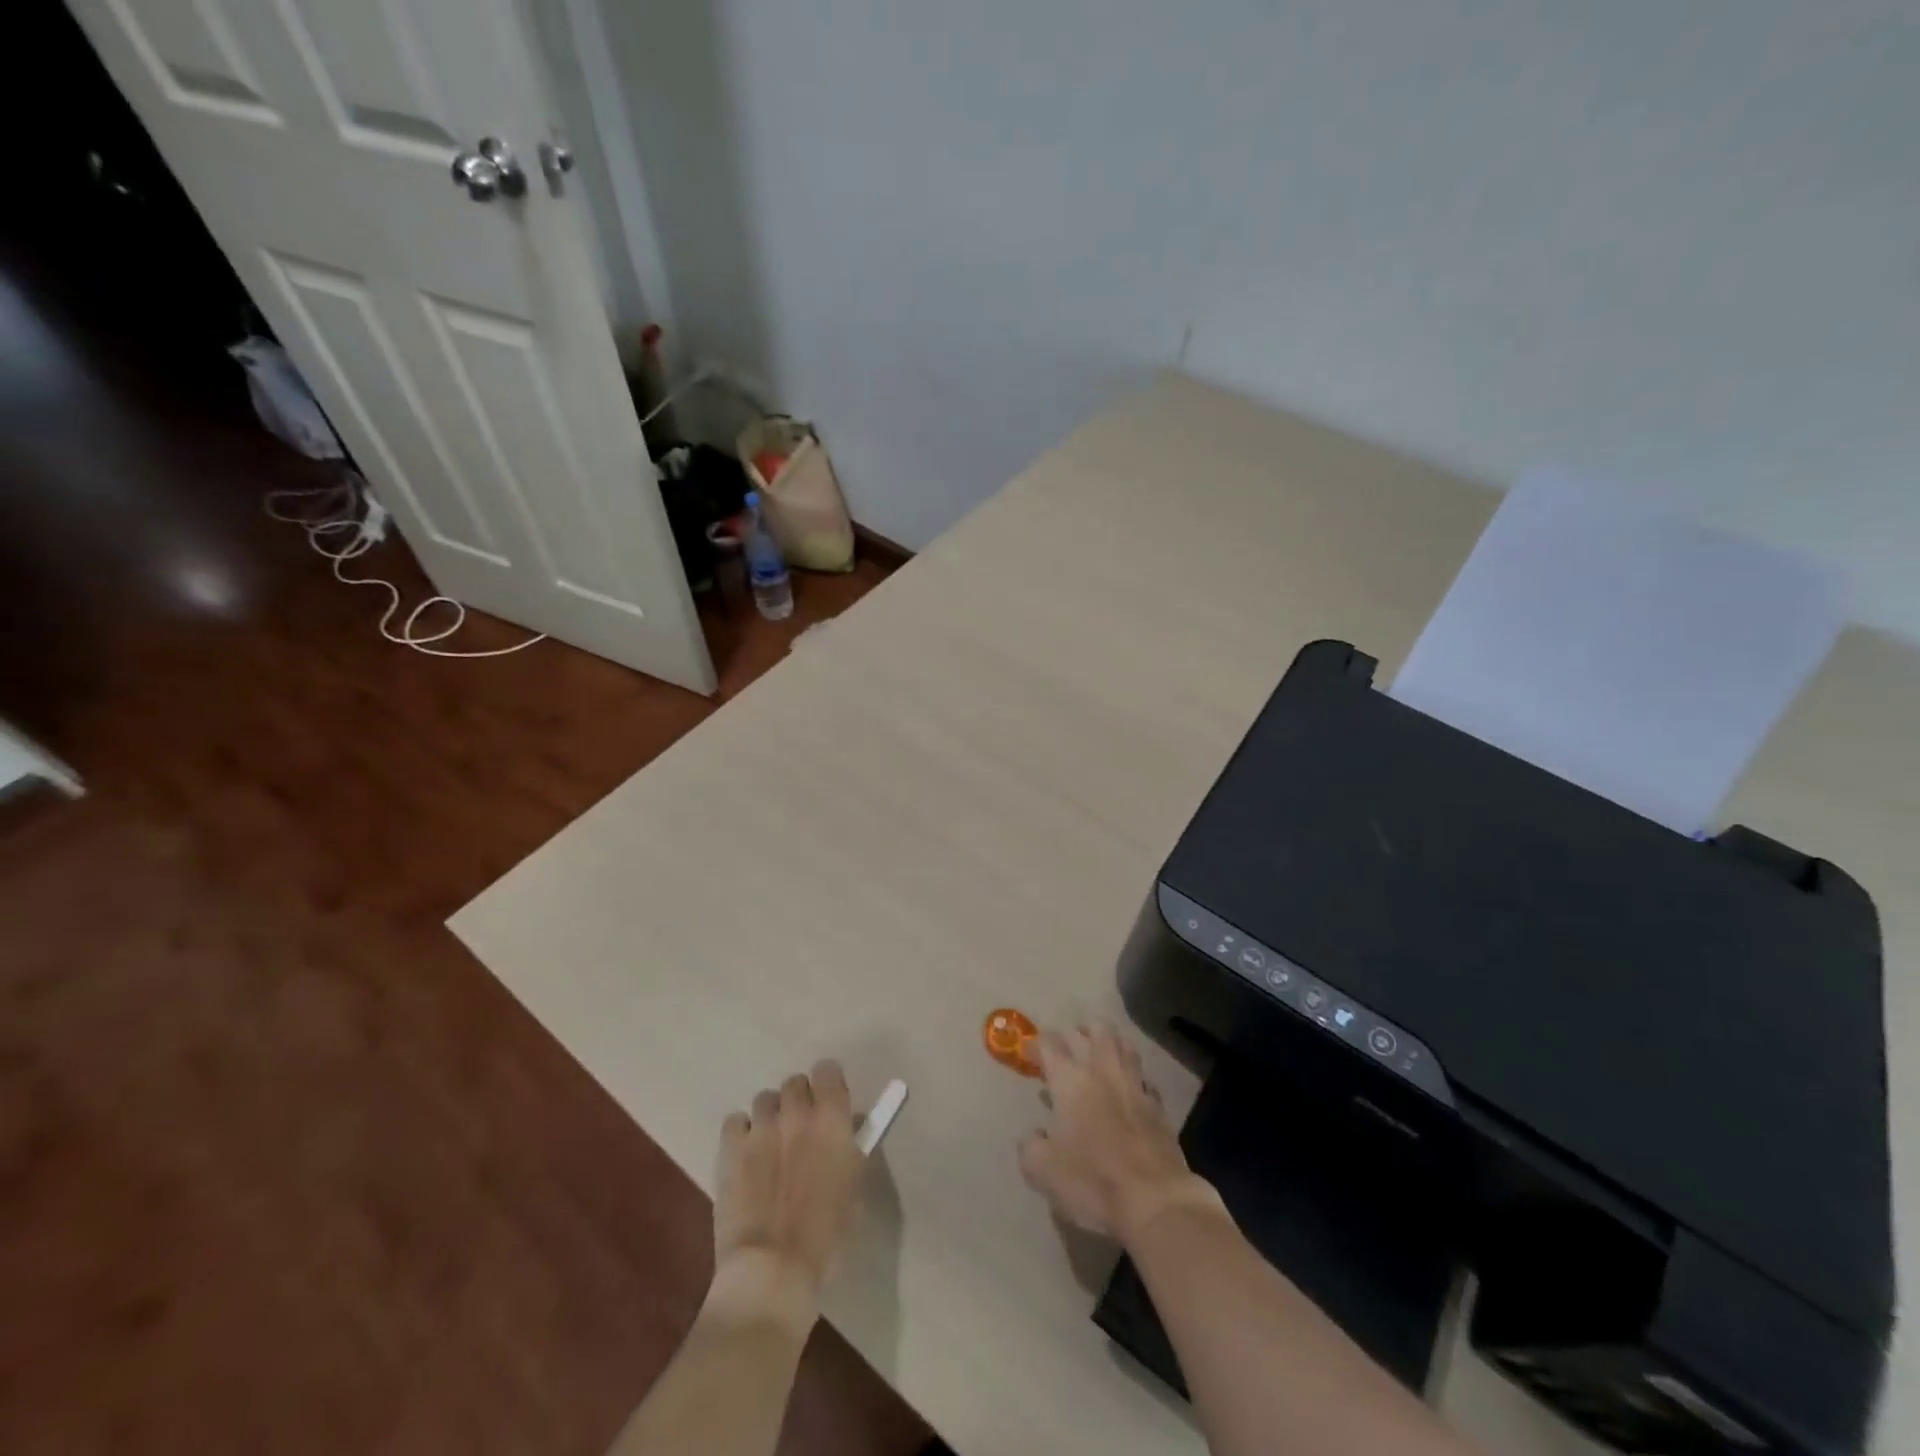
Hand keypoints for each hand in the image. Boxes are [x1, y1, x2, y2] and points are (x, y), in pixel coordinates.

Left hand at [710, 1061, 863, 1323]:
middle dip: (799, 1100)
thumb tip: (847, 1128)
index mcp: (832, 1120)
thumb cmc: (825, 1236)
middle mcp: (797, 1113)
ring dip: (771, 1116)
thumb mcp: (854, 1188)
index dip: (828, 1084)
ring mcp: (761, 1128)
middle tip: (800, 1129)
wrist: (772, 1269)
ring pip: (764, 1100)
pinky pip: (735, 1121)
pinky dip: (741, 1133)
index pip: (828, 1071)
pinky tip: (745, 1156)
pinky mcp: (731, 1148)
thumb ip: (850, 1148)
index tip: (829, 1101)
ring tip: (770, 1145)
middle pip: (795, 1082)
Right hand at [1019, 1024, 1220, 1242]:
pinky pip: (1144, 1081)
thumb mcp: (1042, 1170)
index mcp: (1070, 1080)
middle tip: (1070, 1047)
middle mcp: (1102, 1071)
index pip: (1050, 1043)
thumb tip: (1035, 1135)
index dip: (1037, 1044)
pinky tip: (1129, 1094)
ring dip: (1111, 1046)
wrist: (1154, 1201)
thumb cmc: (1092, 1180)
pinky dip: (1134, 1081)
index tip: (1030, 1056)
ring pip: (1125, 1047)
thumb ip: (1031, 1145)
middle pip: (1096, 1030)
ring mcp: (1135, 1086)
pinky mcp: (1158, 1107)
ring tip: (1100, 1059)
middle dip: (1080, 1032)